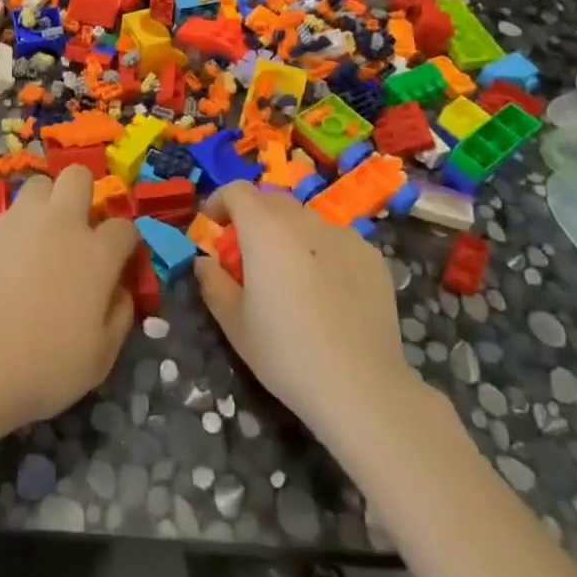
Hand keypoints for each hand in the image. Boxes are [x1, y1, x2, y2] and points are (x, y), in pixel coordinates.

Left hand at [0, 167, 138, 431]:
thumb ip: (119, 316)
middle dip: (85, 195)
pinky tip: (11, 261)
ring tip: (42, 239)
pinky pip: (10, 214)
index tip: (120, 263)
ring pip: (40, 184)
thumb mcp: (100, 358)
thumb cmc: (43, 366)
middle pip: (79, 177)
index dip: (126, 243)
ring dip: (47, 203)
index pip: (124, 227)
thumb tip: (120, 291)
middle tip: (79, 232)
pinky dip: (18, 228)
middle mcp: (61, 224)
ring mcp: (20, 222)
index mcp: (96, 253)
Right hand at [194, 182, 418, 442]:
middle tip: (247, 253)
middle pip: (272, 200)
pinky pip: (336, 241)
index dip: (220, 202)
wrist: (361, 386)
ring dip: (288, 234)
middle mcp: (305, 220)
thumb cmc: (285, 352)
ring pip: (306, 220)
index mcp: (265, 229)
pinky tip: (327, 291)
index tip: (214, 226)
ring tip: (290, 275)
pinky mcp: (372, 256)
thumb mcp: (233, 322)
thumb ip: (213, 282)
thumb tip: (204, 262)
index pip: (237, 190)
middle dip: (253, 217)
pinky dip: (322, 252)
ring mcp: (344, 235)